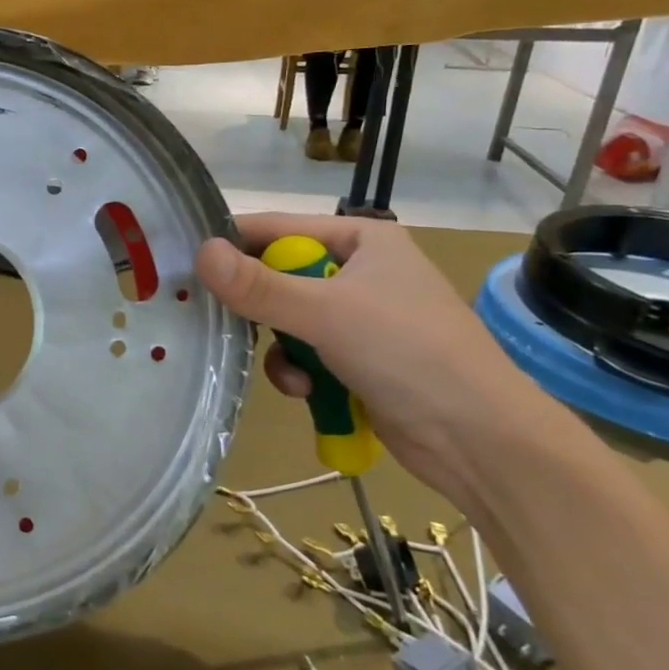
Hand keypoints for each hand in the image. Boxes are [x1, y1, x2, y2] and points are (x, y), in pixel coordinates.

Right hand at [196, 214, 562, 507]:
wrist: (481, 440)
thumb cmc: (408, 352)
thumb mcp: (325, 312)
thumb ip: (258, 285)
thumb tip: (199, 252)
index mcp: (362, 240)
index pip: (277, 228)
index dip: (232, 245)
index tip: (187, 264)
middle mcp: (360, 271)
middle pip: (278, 277)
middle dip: (259, 309)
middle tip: (225, 324)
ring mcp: (361, 318)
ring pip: (287, 320)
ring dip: (280, 349)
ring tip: (292, 375)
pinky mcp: (360, 360)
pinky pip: (305, 353)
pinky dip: (299, 371)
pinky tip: (307, 392)